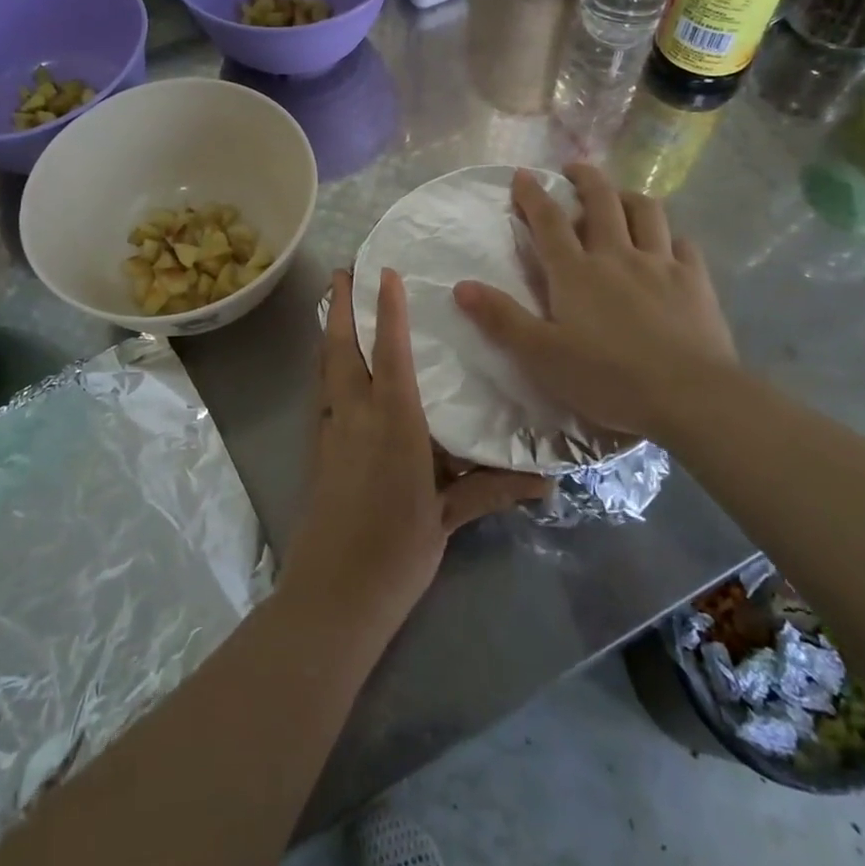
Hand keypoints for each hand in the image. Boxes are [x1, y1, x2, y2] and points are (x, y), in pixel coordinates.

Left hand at [281, 269, 550, 644]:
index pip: (390, 352)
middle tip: (341, 270)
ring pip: (326, 368)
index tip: (384, 272)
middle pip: (342, 349)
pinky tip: (334, 370)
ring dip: (329, 332)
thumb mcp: (448, 518)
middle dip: (341, 306)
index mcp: (393, 423)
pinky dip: (327, 368)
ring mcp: (330, 432)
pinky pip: (322, 394)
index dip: (387, 310)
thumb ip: (491, 490)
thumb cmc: (397, 551)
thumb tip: (547, 482)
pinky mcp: (317, 452)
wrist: (333, 594)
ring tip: (333, 303)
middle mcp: (356, 416)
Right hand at [453, 163, 737, 441]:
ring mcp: (661, 264)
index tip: (523, 174)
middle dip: (585, 178)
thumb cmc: (608, 378)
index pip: (548, 221)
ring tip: (619, 197)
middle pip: (602, 200)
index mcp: (576, 272)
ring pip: (646, 211)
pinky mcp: (695, 280)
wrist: (690, 396)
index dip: (533, 194)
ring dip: (628, 196)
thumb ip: (502, 319)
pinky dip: (669, 235)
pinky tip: (667, 243)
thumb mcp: (541, 355)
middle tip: (574, 169)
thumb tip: (460, 286)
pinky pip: (683, 242)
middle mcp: (617, 255)